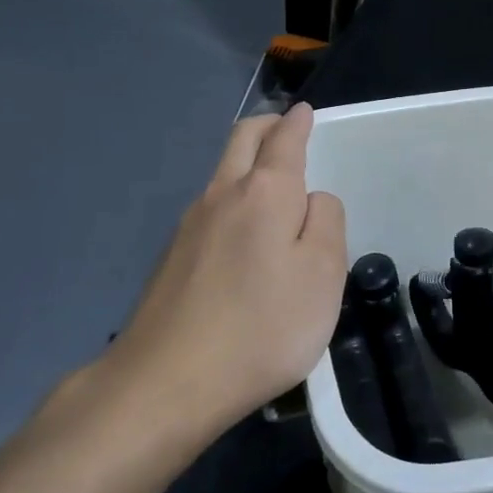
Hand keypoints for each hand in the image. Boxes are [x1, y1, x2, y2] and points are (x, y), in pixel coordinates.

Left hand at [106, 104, 347, 433]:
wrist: (167, 381)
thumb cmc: (262, 326)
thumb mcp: (323, 275)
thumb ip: (326, 223)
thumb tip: (312, 199)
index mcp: (265, 192)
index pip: (284, 140)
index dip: (297, 123)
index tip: (304, 111)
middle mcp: (222, 194)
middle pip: (242, 140)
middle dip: (266, 126)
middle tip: (285, 126)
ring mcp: (190, 224)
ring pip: (222, 172)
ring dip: (246, 160)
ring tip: (269, 175)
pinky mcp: (172, 256)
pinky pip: (210, 206)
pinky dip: (232, 195)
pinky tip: (241, 227)